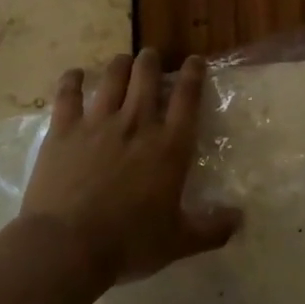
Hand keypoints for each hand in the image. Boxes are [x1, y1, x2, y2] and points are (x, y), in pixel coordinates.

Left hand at [20, 48, 240, 286]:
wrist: (67, 246)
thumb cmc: (128, 243)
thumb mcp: (178, 242)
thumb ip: (211, 229)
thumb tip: (240, 219)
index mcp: (169, 146)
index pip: (187, 97)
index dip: (193, 73)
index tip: (194, 60)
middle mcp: (137, 123)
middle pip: (147, 76)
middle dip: (151, 61)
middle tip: (151, 57)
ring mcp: (98, 122)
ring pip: (112, 78)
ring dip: (120, 65)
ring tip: (123, 61)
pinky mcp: (64, 129)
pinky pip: (68, 94)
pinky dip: (71, 80)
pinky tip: (74, 74)